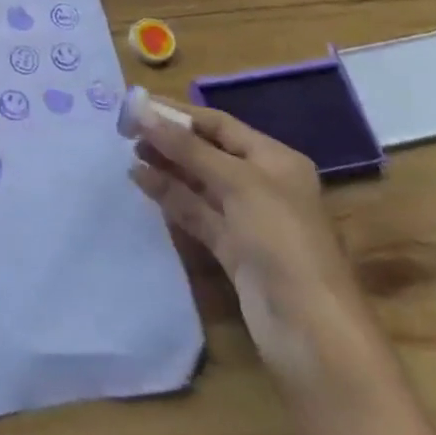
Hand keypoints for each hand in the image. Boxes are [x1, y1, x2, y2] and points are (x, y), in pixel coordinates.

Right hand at [127, 102, 381, 394]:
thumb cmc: (281, 240)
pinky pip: (195, 212)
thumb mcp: (236, 183)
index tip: (136, 104)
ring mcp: (246, 219)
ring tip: (128, 153)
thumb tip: (141, 110)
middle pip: (207, 152)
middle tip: (125, 129)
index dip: (178, 112)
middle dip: (169, 139)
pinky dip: (169, 196)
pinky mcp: (231, 249)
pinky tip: (141, 182)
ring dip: (165, 166)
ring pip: (198, 182)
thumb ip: (187, 147)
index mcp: (275, 160)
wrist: (310, 330)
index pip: (219, 125)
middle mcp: (262, 184)